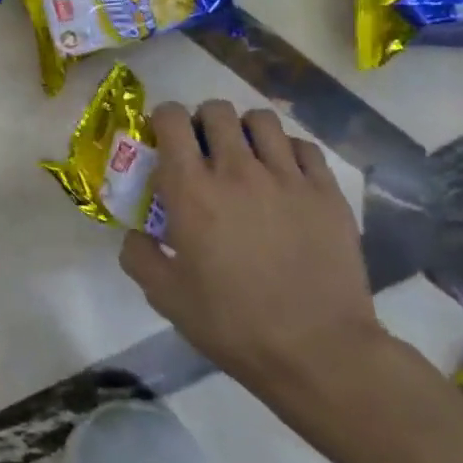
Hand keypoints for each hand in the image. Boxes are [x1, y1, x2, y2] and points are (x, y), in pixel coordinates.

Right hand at [120, 100, 386, 406]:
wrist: (319, 351)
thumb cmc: (232, 322)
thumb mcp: (165, 296)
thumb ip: (137, 255)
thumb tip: (135, 234)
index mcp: (191, 188)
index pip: (171, 118)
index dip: (163, 121)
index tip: (163, 142)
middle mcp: (236, 169)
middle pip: (217, 110)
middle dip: (203, 122)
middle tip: (204, 151)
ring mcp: (287, 178)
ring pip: (263, 120)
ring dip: (246, 130)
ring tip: (246, 157)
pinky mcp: (327, 194)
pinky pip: (304, 147)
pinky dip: (288, 152)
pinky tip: (284, 177)